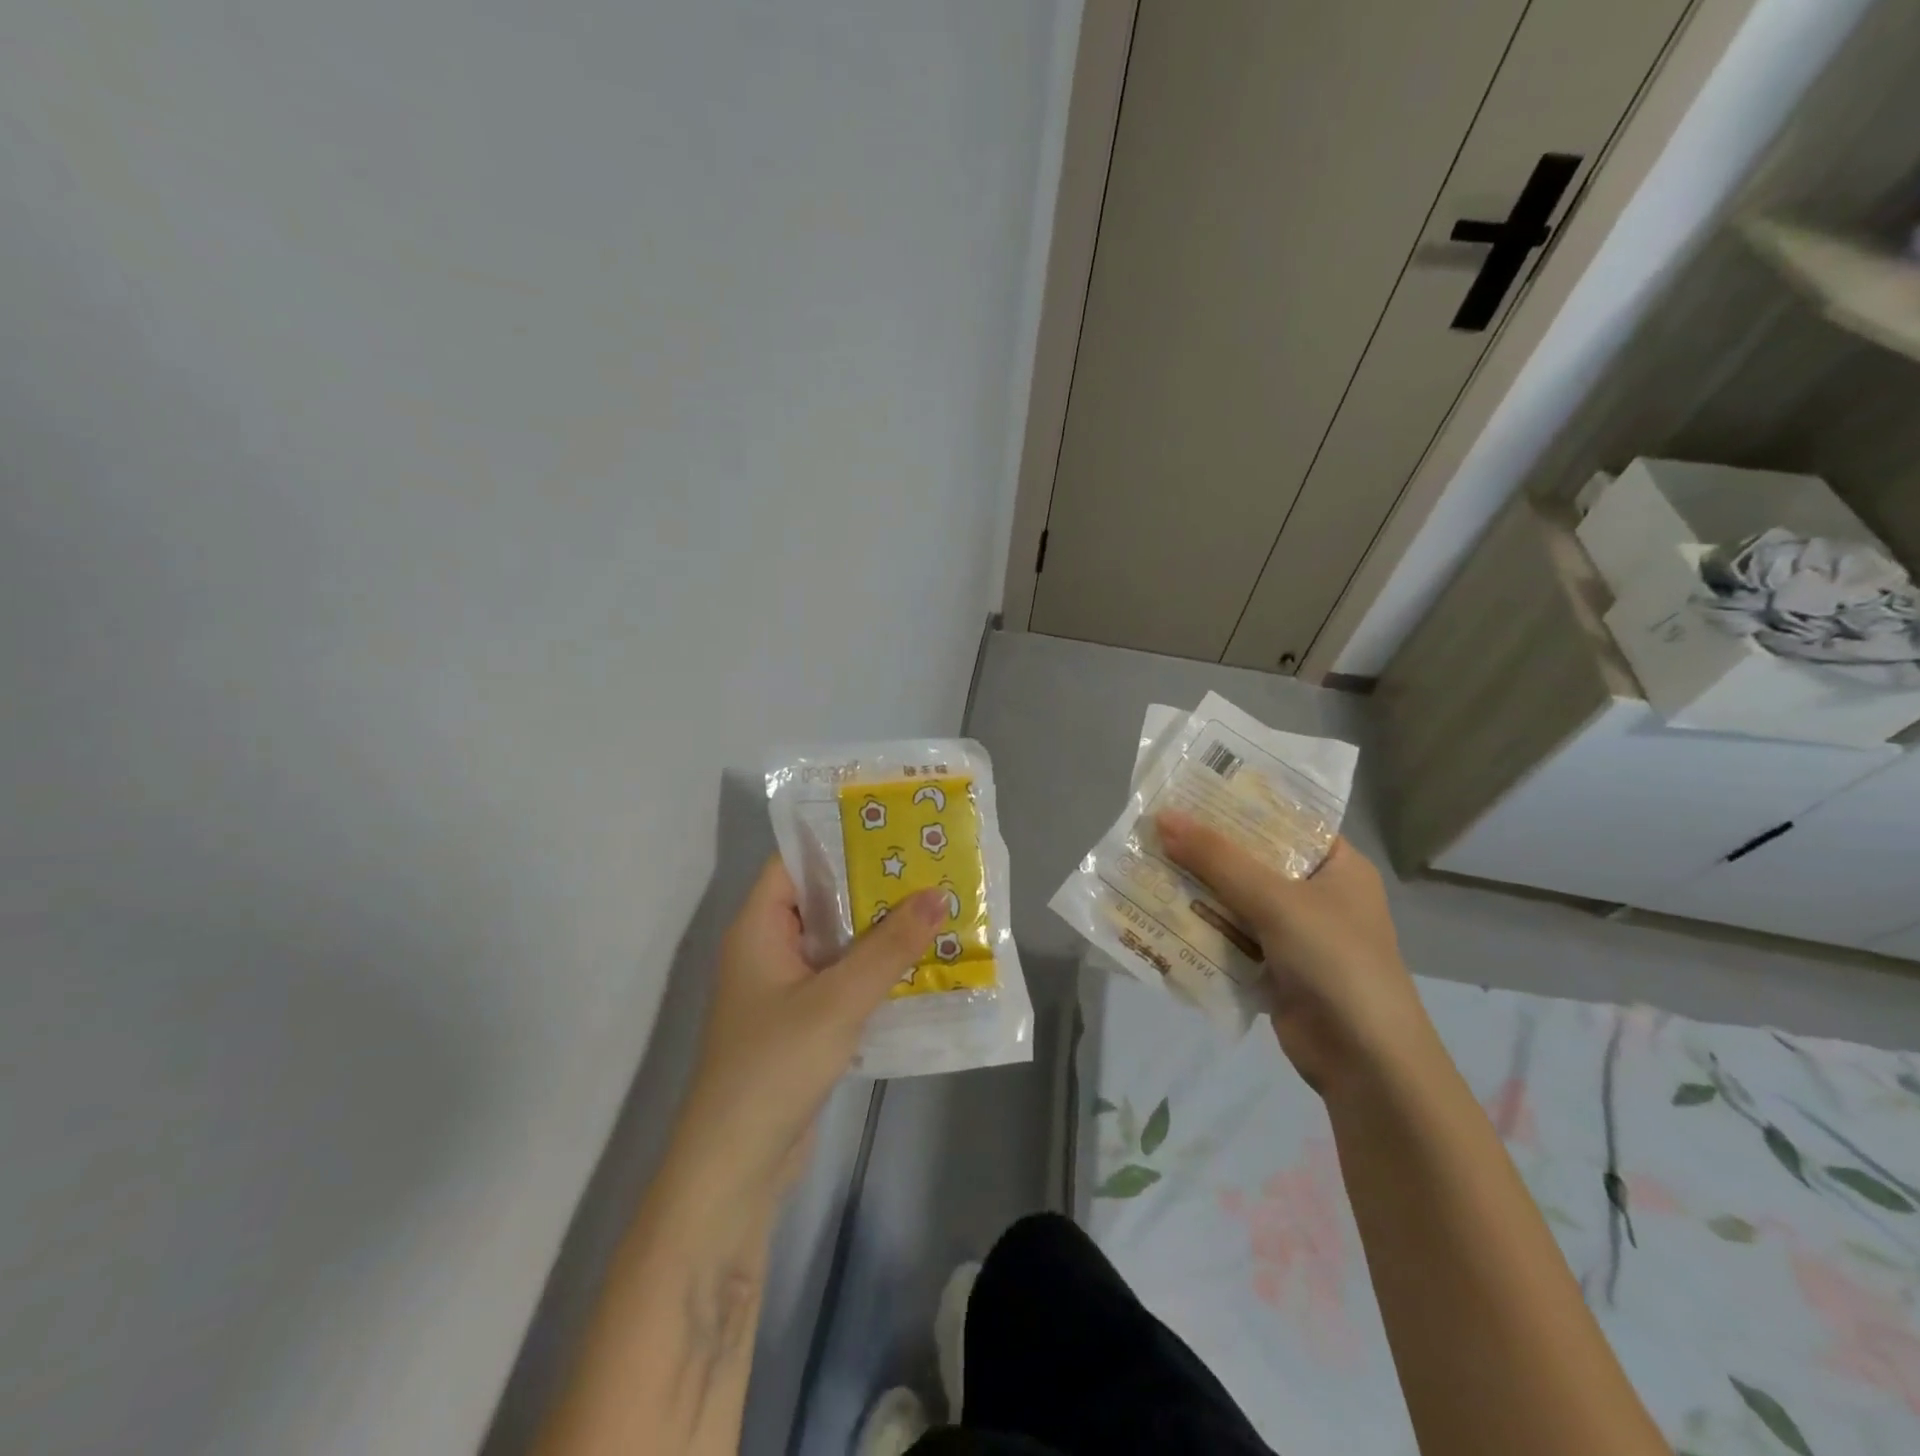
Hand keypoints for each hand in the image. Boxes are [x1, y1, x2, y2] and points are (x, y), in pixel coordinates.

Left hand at [666, 858, 944, 1201]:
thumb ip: (889, 946)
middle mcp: (768, 950)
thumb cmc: (775, 1066)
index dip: (839, 841)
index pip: (795, 863)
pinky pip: (842, 981)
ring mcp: (785, 990)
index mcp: (758, 928)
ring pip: (837, 944)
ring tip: (936, 906)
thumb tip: (937, 895)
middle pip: (821, 901)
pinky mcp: (802, 1024)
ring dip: (880, 931)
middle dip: (872, 886)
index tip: (892, 828)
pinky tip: (921, 965)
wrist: (735, 1170)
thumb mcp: (838, 999)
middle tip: (929, 865)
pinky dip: (875, 971)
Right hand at [1155, 812, 1429, 1090]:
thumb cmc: (1335, 962)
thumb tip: (1162, 818)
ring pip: (1235, 898)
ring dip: (1196, 887)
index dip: (1237, 803)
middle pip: (1252, 859)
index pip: (1283, 818)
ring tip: (1145, 860)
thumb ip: (1218, 859)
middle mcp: (1316, 893)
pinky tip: (1158, 909)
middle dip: (1205, 847)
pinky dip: (1200, 925)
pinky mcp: (1272, 966)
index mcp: (1337, 865)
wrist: (1365, 1063)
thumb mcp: (1275, 900)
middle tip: (1153, 824)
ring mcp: (1294, 932)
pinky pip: (1228, 935)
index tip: (1188, 788)